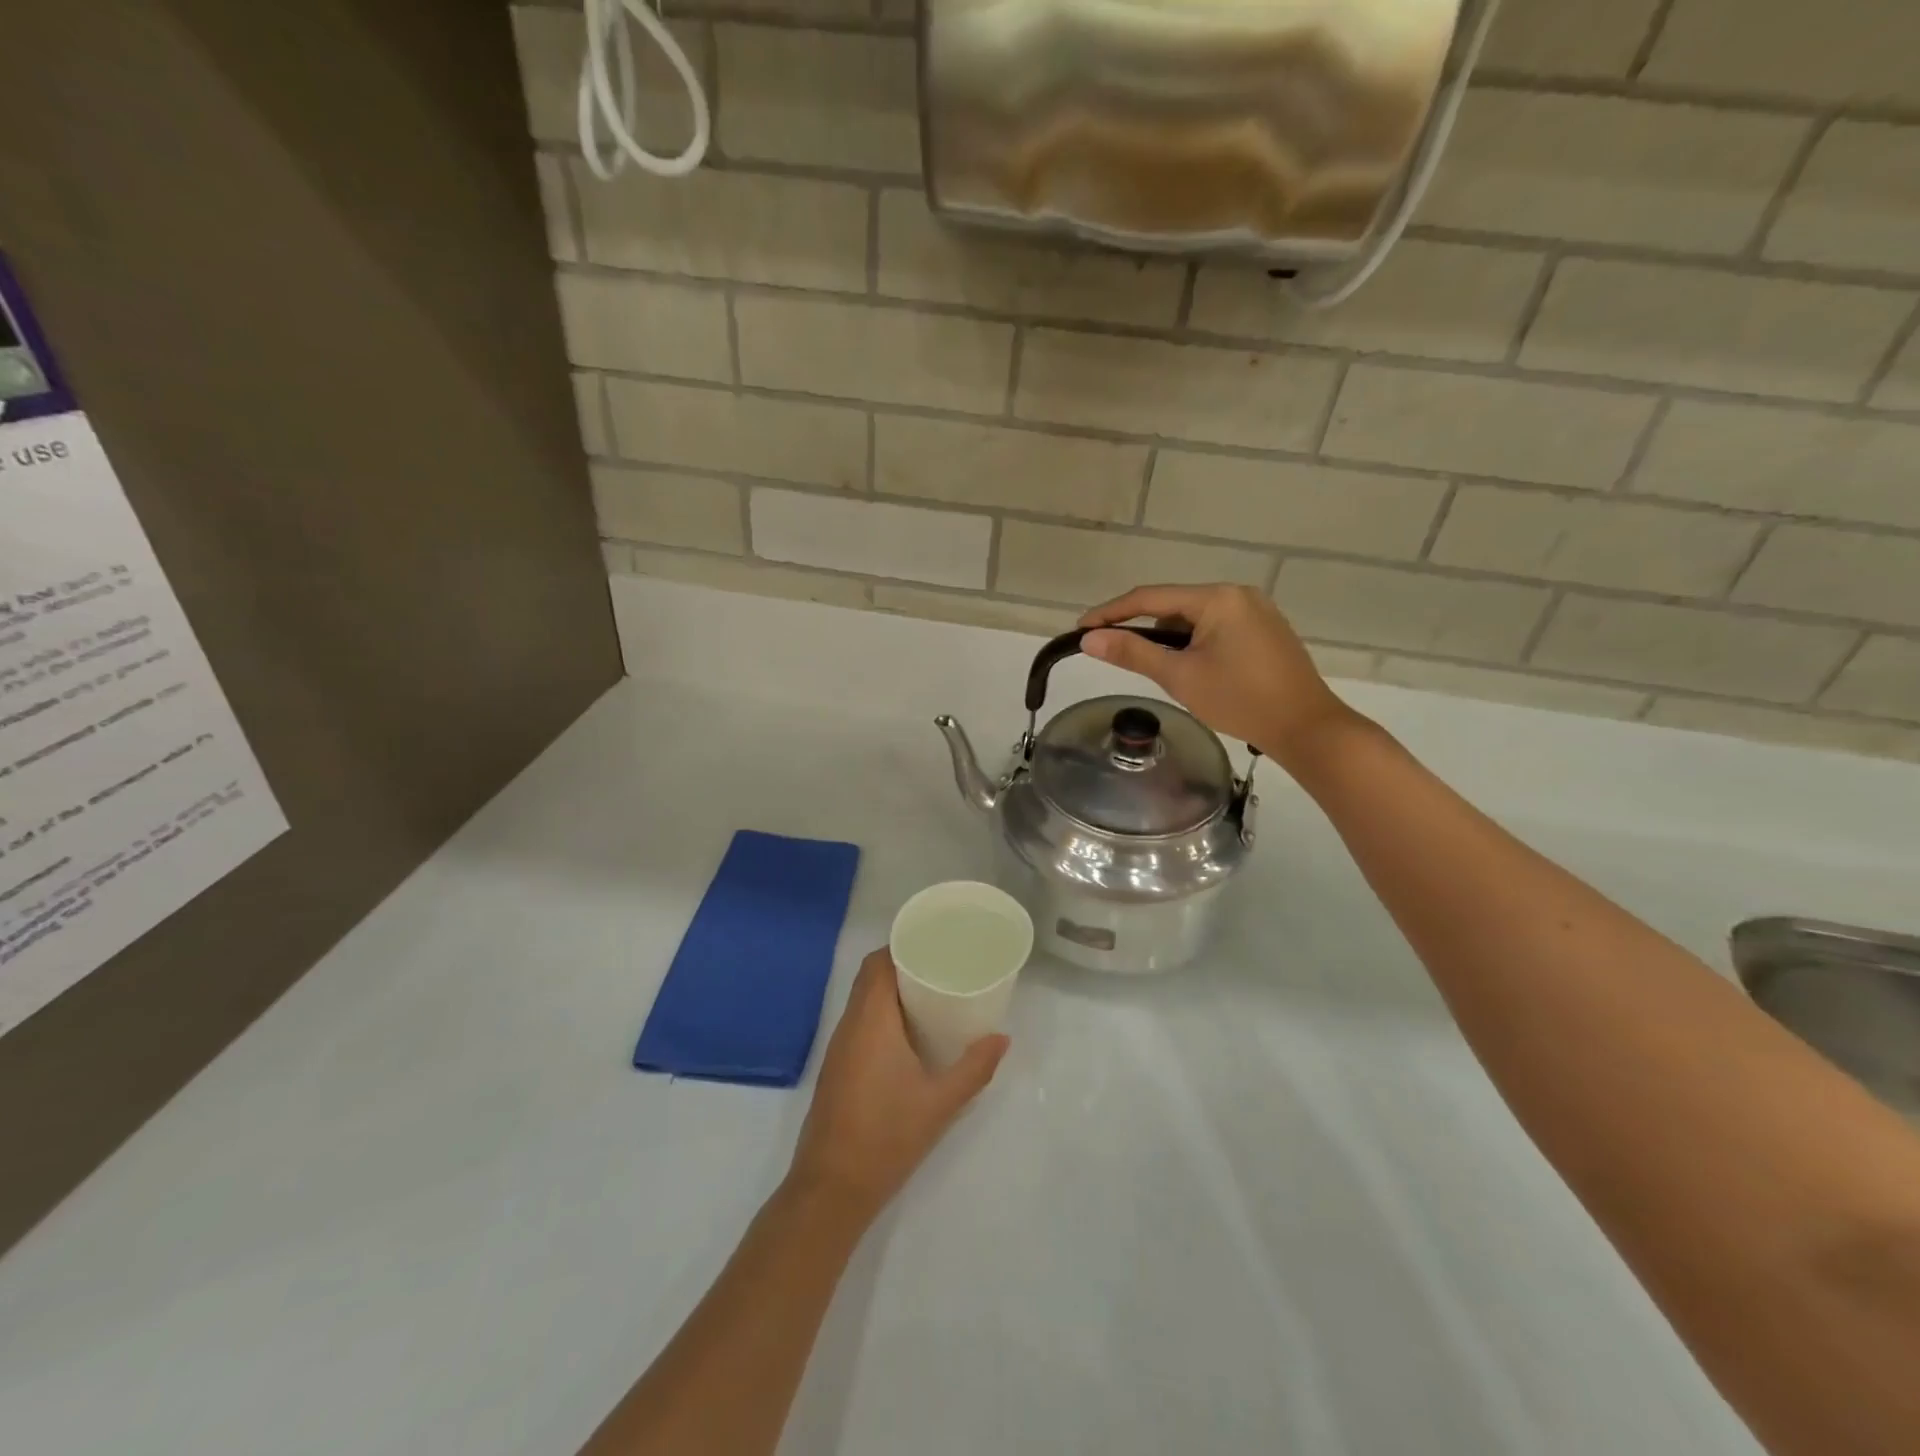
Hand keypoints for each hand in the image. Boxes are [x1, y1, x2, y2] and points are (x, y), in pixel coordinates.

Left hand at [788, 949, 1007, 1223]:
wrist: (831, 1189)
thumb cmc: (887, 1137)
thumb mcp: (940, 1103)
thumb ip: (974, 1068)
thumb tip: (1002, 1038)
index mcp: (871, 1020)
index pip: (878, 963)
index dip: (902, 945)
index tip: (934, 942)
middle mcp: (850, 1025)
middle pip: (871, 977)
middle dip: (903, 964)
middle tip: (942, 966)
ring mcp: (839, 1048)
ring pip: (864, 1000)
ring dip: (892, 990)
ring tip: (932, 993)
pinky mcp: (838, 1068)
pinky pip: (860, 1022)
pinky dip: (883, 1013)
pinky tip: (910, 1033)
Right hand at [1079, 583, 1358, 770]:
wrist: (1306, 728)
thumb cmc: (1240, 700)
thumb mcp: (1180, 676)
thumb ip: (1132, 653)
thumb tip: (1089, 639)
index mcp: (1217, 598)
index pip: (1150, 598)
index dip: (1111, 612)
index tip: (1080, 629)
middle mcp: (1238, 594)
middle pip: (1173, 604)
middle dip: (1138, 625)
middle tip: (1108, 647)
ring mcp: (1256, 612)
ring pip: (1194, 618)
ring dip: (1166, 636)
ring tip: (1143, 660)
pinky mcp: (1265, 631)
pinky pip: (1215, 628)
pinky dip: (1191, 642)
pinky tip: (1183, 664)